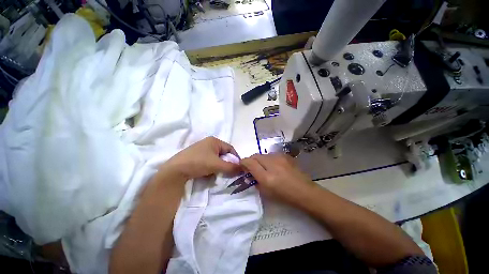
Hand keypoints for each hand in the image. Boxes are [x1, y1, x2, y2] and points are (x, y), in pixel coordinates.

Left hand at [162, 137, 240, 180]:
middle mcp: (208, 143)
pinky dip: (212, 167)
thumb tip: (242, 168)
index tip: (237, 168)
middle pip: (223, 153)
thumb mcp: (216, 165)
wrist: (175, 170)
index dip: (235, 158)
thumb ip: (231, 167)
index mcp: (214, 141)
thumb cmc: (198, 163)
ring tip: (217, 173)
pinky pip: (209, 160)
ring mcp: (202, 149)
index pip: (230, 148)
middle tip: (227, 172)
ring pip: (216, 158)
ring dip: (219, 166)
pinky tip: (209, 173)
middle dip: (226, 163)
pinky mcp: (197, 156)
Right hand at [240, 154, 316, 204]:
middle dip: (251, 160)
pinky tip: (274, 166)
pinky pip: (271, 155)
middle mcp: (272, 163)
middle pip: (255, 156)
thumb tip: (249, 173)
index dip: (243, 163)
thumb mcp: (266, 192)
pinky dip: (268, 159)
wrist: (304, 191)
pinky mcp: (285, 155)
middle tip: (252, 168)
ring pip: (263, 154)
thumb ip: (254, 180)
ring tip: (264, 167)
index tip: (242, 166)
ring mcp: (280, 157)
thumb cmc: (284, 195)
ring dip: (260, 160)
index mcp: (266, 176)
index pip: (249, 162)